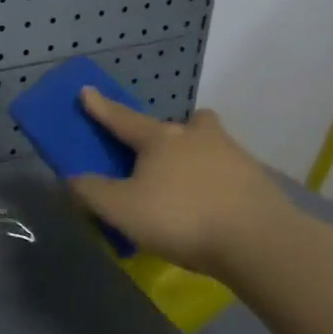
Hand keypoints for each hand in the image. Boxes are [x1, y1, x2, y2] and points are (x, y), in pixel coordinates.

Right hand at [68, 88, 289, 273]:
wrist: (259, 242)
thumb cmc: (181, 218)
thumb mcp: (121, 210)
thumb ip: (91, 192)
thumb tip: (72, 178)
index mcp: (159, 139)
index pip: (122, 119)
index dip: (101, 107)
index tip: (87, 91)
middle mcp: (196, 137)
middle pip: (182, 123)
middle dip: (169, 130)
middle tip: (159, 149)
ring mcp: (233, 156)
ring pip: (211, 143)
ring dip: (198, 153)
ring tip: (188, 182)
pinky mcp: (258, 181)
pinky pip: (230, 172)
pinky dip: (218, 182)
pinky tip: (214, 206)